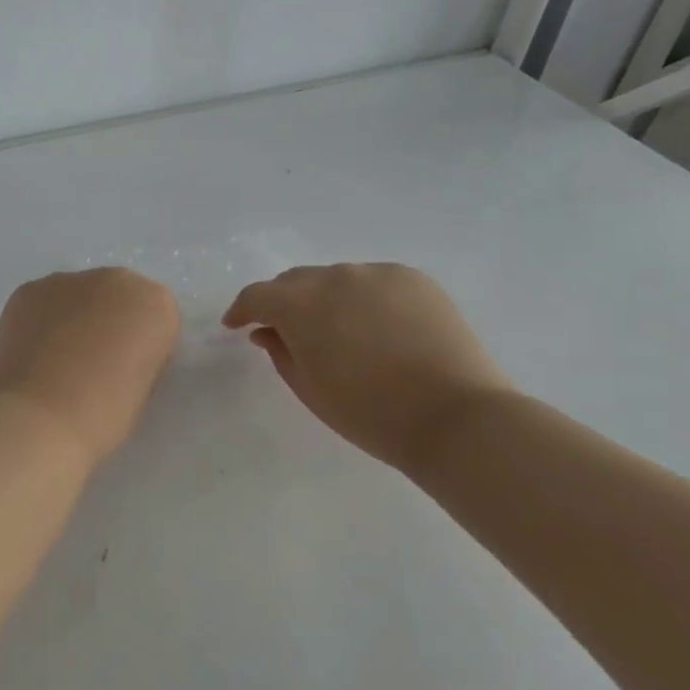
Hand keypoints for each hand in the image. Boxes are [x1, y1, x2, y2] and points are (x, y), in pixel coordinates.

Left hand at [0, 268, 179, 463]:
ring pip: (77, 297)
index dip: (142, 349)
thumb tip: (114, 355)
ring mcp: (67, 280)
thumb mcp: (143, 388)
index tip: (127, 376)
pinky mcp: (27, 289)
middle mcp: (116, 280)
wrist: (38, 420)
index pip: (156, 319)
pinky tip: (31, 356)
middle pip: (117, 298)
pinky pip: (43, 303)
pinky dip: (41, 323)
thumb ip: (138, 357)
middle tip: (91, 366)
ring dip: (73, 320)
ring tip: (55, 363)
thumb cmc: (102, 416)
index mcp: (156, 304)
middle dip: (107, 324)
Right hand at [222, 263, 515, 471]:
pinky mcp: (414, 279)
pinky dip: (362, 298)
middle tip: (284, 331)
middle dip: (283, 303)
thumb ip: (280, 351)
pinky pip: (373, 281)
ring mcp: (378, 273)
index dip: (242, 310)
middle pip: (295, 281)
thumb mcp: (309, 389)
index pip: (257, 296)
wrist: (454, 417)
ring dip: (324, 299)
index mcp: (301, 305)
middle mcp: (336, 277)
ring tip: (336, 331)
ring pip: (336, 279)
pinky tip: (374, 326)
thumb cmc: (369, 412)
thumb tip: (268, 331)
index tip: (236, 326)